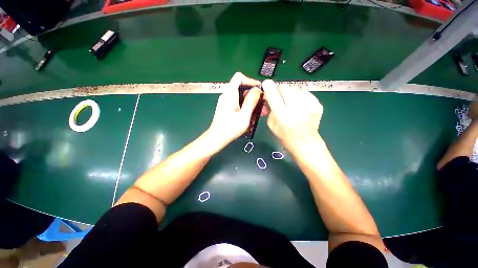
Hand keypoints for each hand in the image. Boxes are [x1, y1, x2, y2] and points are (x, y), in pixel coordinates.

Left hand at [208, 72, 262, 149]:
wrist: (217, 138)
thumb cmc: (230, 128)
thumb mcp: (244, 115)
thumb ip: (251, 101)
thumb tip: (257, 89)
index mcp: (230, 94)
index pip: (239, 77)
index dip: (250, 81)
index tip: (259, 90)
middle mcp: (227, 96)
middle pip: (242, 88)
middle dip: (254, 95)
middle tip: (262, 105)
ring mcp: (226, 102)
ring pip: (241, 97)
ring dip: (251, 102)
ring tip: (259, 112)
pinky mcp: (227, 108)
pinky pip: (238, 103)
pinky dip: (246, 107)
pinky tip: (251, 115)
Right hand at [262, 79, 322, 151]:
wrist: (305, 143)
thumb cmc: (285, 135)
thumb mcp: (271, 124)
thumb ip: (269, 108)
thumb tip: (269, 92)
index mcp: (283, 116)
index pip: (273, 95)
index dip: (268, 87)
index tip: (266, 84)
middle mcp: (297, 108)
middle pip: (284, 87)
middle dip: (279, 91)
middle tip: (278, 98)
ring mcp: (310, 104)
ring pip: (294, 88)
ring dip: (289, 93)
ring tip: (290, 104)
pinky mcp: (317, 103)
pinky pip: (303, 92)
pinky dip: (299, 97)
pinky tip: (299, 106)